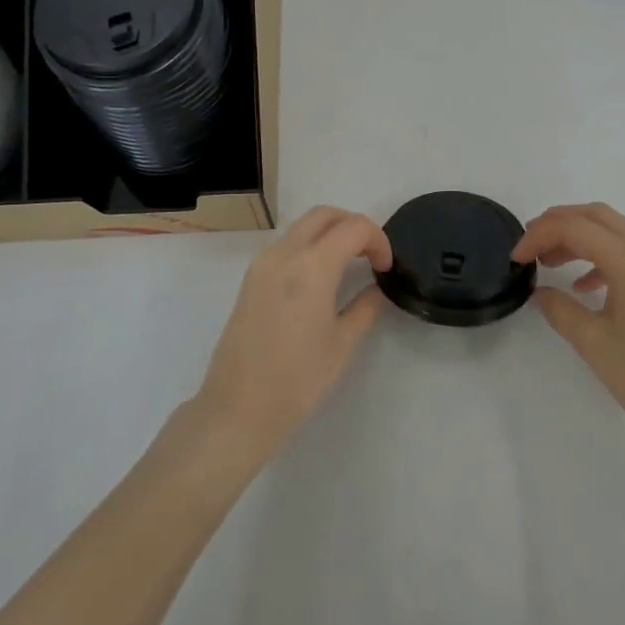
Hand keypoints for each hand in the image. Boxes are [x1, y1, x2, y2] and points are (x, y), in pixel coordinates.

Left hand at [193, 206, 392, 464]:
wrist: (238, 409)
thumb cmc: (297, 380)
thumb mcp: (343, 344)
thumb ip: (365, 307)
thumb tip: (377, 288)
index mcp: (311, 266)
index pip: (353, 227)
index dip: (378, 240)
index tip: (385, 267)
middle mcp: (284, 254)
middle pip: (324, 215)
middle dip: (353, 225)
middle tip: (370, 256)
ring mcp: (262, 264)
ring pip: (301, 226)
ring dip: (329, 233)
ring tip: (349, 265)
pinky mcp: (250, 279)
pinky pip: (285, 245)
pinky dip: (309, 246)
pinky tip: (320, 278)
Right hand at [514, 203, 624, 452]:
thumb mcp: (593, 343)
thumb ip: (560, 309)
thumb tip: (541, 292)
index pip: (575, 228)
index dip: (539, 236)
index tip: (517, 259)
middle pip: (597, 216)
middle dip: (558, 223)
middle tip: (530, 244)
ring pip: (615, 231)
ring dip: (580, 238)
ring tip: (551, 262)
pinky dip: (603, 257)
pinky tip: (585, 286)